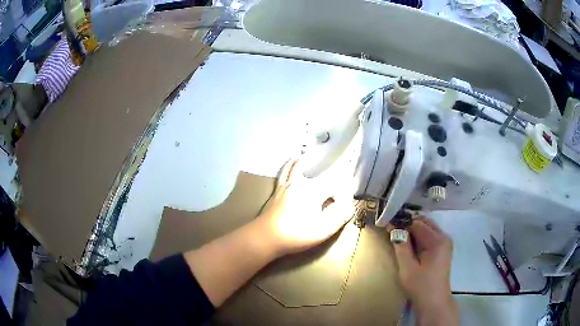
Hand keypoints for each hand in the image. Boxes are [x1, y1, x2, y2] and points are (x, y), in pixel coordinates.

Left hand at [254, 159, 353, 256]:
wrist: (266, 237)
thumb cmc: (296, 235)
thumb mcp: (323, 230)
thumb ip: (339, 216)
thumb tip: (350, 205)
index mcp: (314, 191)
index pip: (335, 184)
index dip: (345, 189)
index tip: (351, 195)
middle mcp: (301, 182)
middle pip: (320, 174)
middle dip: (332, 174)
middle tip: (341, 168)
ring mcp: (288, 184)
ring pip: (299, 167)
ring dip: (308, 161)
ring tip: (312, 155)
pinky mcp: (278, 190)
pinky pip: (284, 172)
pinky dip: (289, 164)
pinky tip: (291, 161)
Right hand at [391, 218, 457, 325]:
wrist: (434, 302)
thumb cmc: (420, 286)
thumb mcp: (407, 268)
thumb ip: (401, 246)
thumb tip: (394, 228)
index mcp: (437, 240)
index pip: (417, 223)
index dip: (402, 223)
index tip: (387, 225)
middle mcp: (444, 237)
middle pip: (425, 222)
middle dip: (409, 223)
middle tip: (392, 229)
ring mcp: (445, 242)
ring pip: (428, 227)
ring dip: (414, 229)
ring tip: (399, 236)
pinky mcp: (443, 249)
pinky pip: (430, 235)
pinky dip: (419, 235)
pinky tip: (409, 244)